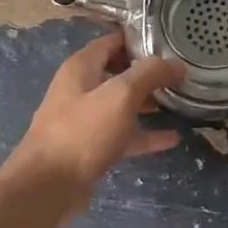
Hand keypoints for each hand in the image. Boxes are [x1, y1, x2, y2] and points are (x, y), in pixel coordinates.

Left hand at [1, 33, 186, 213]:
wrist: (47, 188)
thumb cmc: (83, 132)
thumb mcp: (120, 95)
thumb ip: (149, 74)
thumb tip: (176, 63)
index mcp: (82, 67)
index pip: (113, 41)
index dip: (141, 39)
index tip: (171, 42)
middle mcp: (81, 89)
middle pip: (119, 72)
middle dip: (148, 72)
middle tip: (180, 72)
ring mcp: (85, 120)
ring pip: (122, 105)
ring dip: (148, 102)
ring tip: (180, 101)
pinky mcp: (90, 148)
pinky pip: (122, 134)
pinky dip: (144, 134)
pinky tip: (172, 138)